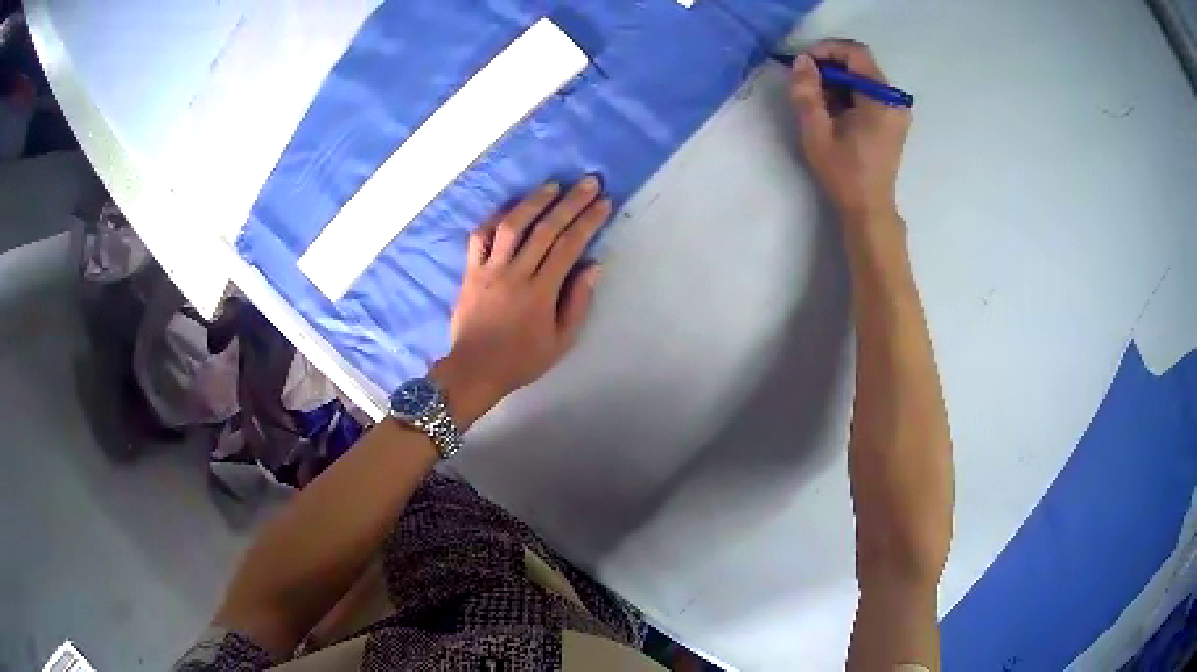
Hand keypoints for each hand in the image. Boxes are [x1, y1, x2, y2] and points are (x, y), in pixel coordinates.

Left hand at [432, 178, 610, 427]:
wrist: (474, 370)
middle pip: (545, 229)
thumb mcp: (561, 341)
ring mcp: (489, 269)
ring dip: (533, 202)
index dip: (588, 221)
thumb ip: (577, 302)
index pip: (569, 246)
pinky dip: (495, 219)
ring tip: (553, 185)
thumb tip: (593, 265)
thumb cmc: (522, 359)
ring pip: (511, 225)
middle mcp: (515, 273)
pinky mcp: (470, 271)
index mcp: (540, 292)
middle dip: (570, 202)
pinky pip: (480, 237)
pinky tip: (510, 208)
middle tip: (588, 181)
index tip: (603, 202)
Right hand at [789, 40, 911, 225]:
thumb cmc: (843, 173)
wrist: (869, 208)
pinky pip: (870, 93)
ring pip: (864, 77)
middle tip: (806, 82)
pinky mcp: (894, 120)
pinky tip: (835, 111)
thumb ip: (807, 92)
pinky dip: (849, 93)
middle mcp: (894, 100)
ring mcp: (897, 110)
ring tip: (818, 100)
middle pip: (861, 64)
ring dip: (838, 80)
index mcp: (881, 100)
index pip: (856, 53)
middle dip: (831, 66)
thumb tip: (802, 61)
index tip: (804, 63)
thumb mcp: (816, 132)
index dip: (827, 50)